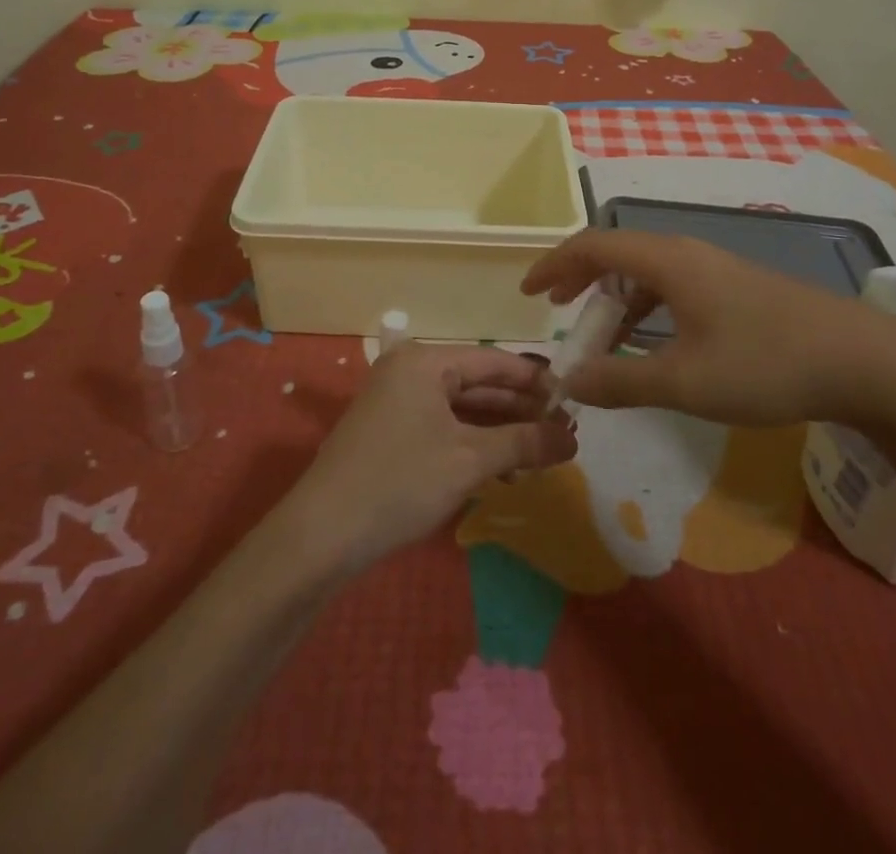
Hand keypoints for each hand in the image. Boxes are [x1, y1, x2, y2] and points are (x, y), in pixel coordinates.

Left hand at [287, 345, 577, 573]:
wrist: (322, 534)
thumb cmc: (400, 482)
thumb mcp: (469, 461)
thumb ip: (524, 443)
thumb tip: (572, 438)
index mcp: (425, 361)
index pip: (493, 361)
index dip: (535, 381)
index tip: (573, 400)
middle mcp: (409, 370)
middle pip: (477, 382)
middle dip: (520, 408)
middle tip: (564, 431)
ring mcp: (396, 400)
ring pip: (461, 407)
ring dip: (499, 429)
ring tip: (541, 452)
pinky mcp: (390, 430)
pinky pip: (442, 425)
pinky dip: (472, 442)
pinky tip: (502, 468)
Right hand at [520, 229, 895, 429]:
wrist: (865, 361)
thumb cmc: (766, 363)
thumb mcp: (685, 381)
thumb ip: (620, 381)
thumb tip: (570, 382)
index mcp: (667, 260)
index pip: (593, 245)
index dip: (554, 264)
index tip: (528, 294)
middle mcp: (687, 252)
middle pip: (617, 253)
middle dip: (581, 281)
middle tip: (557, 312)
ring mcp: (715, 268)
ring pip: (647, 272)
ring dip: (615, 300)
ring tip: (602, 339)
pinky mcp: (737, 288)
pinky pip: (673, 286)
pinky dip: (647, 309)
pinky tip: (654, 344)